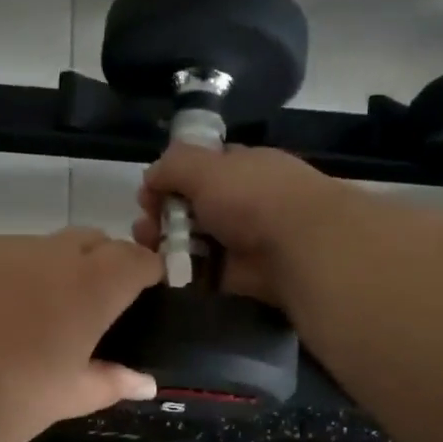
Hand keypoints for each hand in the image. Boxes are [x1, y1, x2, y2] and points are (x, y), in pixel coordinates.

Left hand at [0, 228, 162, 441]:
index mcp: (88, 287)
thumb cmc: (0, 401)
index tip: (147, 290)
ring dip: (50, 269)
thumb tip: (145, 382)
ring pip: (40, 246)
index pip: (135, 258)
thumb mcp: (62, 399)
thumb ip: (108, 382)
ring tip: (28, 316)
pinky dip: (4, 275)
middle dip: (101, 262)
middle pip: (91, 240)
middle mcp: (48, 254)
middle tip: (90, 308)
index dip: (147, 270)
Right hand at [133, 144, 351, 307]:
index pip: (205, 166)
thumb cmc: (252, 196)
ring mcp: (248, 239)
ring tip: (148, 250)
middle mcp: (248, 200)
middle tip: (143, 228)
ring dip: (171, 243)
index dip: (173, 177)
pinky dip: (187, 272)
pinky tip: (166, 272)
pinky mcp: (246, 275)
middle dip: (165, 214)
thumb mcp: (205, 167)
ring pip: (200, 240)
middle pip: (197, 206)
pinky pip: (209, 271)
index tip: (148, 192)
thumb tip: (151, 177)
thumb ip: (173, 166)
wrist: (299, 247)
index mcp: (244, 166)